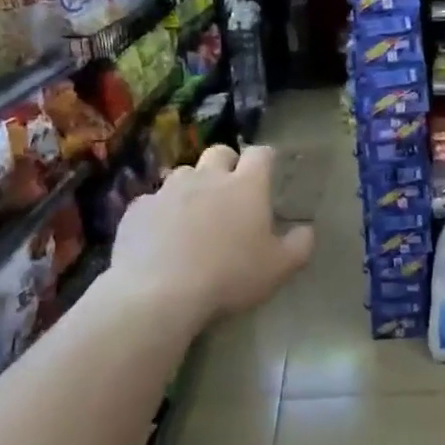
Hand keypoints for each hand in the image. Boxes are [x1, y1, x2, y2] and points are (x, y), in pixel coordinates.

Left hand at [112, 144, 313, 328]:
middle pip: (219, 152)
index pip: (261, 154)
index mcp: (246, 186)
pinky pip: (153, 201)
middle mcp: (207, 177)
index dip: (266, 160)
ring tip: (195, 215)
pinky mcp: (138, 208)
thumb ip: (299, 246)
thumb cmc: (229, 276)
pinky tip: (162, 236)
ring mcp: (168, 190)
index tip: (269, 174)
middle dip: (227, 164)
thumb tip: (306, 230)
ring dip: (193, 186)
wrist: (159, 292)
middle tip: (232, 192)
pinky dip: (161, 212)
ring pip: (184, 173)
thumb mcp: (279, 269)